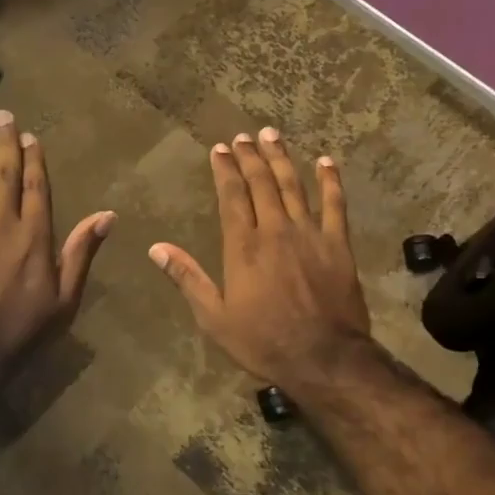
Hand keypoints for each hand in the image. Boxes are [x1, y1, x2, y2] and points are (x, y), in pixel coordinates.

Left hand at [0, 110, 113, 374]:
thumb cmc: (23, 330)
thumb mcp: (65, 299)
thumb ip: (82, 253)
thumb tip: (107, 215)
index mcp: (36, 237)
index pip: (37, 186)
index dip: (34, 158)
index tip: (30, 135)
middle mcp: (3, 223)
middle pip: (5, 173)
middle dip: (5, 142)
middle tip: (2, 115)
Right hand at [148, 127, 374, 390]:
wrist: (323, 358)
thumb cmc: (263, 341)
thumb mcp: (214, 318)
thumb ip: (188, 278)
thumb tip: (156, 248)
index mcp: (243, 246)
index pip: (232, 196)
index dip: (225, 170)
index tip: (220, 149)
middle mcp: (275, 230)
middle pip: (261, 183)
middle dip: (250, 157)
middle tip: (243, 136)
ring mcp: (309, 234)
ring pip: (294, 186)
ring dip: (282, 158)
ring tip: (272, 135)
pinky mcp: (337, 244)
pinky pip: (336, 204)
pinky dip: (331, 180)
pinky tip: (326, 161)